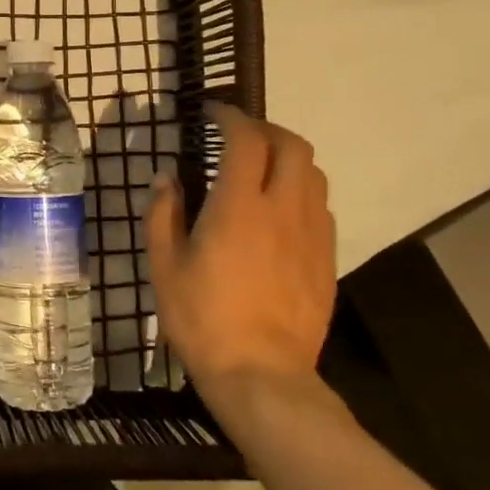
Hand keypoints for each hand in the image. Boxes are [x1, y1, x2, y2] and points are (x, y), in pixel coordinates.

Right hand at [145, 105, 336, 409]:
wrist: (262, 375)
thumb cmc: (203, 318)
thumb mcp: (164, 265)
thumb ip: (163, 213)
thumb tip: (166, 177)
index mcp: (239, 206)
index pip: (245, 139)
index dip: (230, 117)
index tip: (212, 113)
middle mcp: (283, 209)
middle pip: (292, 145)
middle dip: (266, 129)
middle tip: (240, 136)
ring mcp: (312, 234)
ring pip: (314, 174)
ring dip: (288, 159)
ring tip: (262, 169)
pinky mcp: (326, 259)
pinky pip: (321, 207)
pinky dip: (301, 192)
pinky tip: (280, 213)